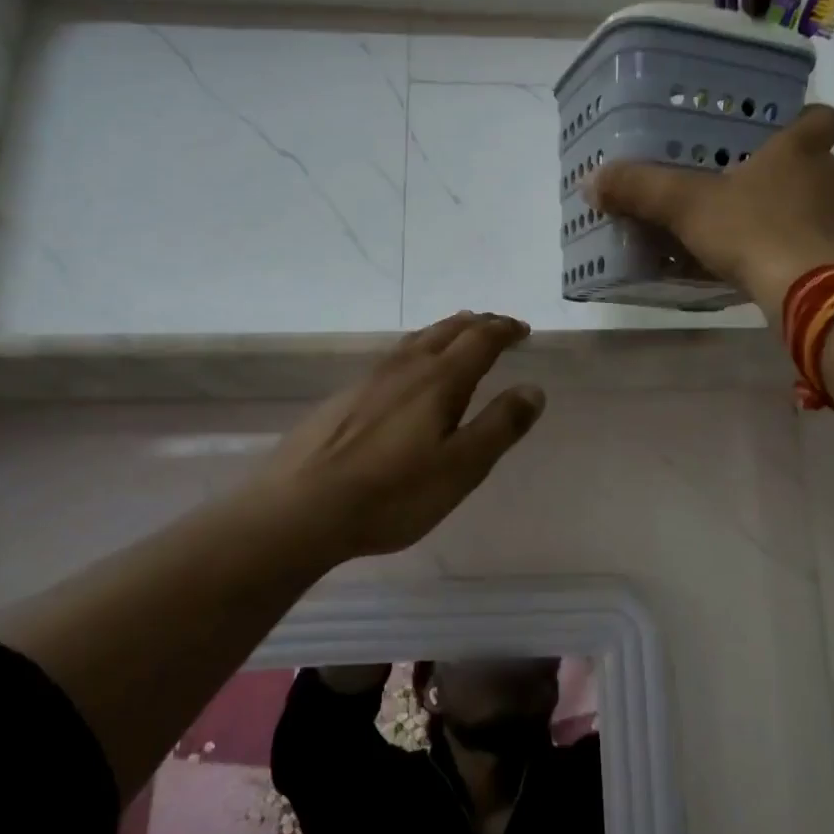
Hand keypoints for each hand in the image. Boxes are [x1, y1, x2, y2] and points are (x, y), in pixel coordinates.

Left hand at [246, 312, 544, 561]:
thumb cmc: (392, 494)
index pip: (480, 340)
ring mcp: (369, 380)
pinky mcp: (344, 398)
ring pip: (415, 341)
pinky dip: (416, 350)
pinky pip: (393, 358)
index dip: (504, 330)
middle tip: (496, 326)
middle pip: (446, 331)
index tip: (522, 330)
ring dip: (445, 331)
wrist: (299, 509)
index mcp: (439, 380)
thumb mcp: (461, 467)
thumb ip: (500, 426)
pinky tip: (408, 373)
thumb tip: (533, 388)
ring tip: (458, 335)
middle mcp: (405, 368)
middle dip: (477, 324)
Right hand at [587, 103, 833, 324]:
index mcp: (801, 151)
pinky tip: (785, 273)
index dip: (805, 123)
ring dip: (807, 219)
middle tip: (761, 196)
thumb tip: (591, 180)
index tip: (783, 138)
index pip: (821, 118)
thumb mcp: (685, 207)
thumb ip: (641, 190)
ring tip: (769, 239)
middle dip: (800, 179)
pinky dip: (813, 256)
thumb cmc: (751, 231)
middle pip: (827, 167)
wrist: (810, 292)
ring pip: (831, 209)